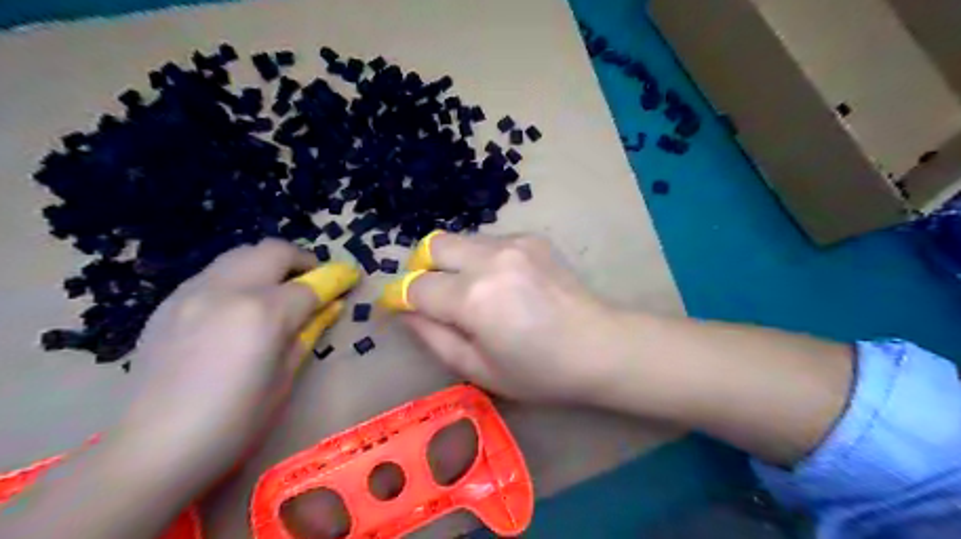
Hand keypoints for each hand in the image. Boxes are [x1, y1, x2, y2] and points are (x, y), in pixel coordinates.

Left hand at [117, 240, 349, 488]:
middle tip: (313, 282)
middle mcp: (228, 290)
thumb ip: (307, 333)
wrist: (151, 450)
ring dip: (268, 265)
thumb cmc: (234, 423)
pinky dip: (238, 278)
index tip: (349, 280)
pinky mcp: (169, 303)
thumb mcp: (285, 379)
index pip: (311, 284)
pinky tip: (238, 308)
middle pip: (274, 251)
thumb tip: (329, 307)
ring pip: (241, 255)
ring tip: (276, 292)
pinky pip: (214, 274)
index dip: (336, 281)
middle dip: (301, 260)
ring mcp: (193, 292)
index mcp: (263, 313)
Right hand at [398, 231, 624, 404]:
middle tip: (433, 295)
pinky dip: (481, 259)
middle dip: (422, 268)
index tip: (398, 307)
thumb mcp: (478, 369)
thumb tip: (406, 311)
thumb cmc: (539, 371)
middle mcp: (489, 260)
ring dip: (453, 263)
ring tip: (473, 292)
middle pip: (432, 245)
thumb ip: (433, 337)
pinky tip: (503, 284)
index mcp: (473, 298)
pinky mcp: (531, 238)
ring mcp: (513, 243)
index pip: (415, 286)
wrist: (600, 346)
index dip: (400, 297)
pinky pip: (489, 241)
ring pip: (460, 240)